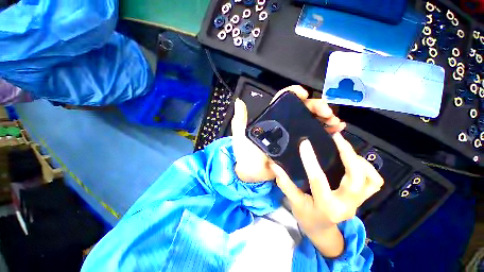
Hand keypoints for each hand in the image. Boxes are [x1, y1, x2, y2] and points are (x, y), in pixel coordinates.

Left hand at [231, 85, 345, 181]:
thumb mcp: (240, 136)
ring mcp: (293, 136)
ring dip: (325, 118)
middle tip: (326, 112)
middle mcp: (284, 125)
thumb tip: (239, 101)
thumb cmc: (245, 154)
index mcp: (272, 119)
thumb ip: (239, 120)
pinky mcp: (299, 148)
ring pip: (312, 121)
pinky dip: (327, 131)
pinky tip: (337, 129)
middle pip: (302, 109)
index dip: (294, 93)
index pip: (284, 100)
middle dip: (316, 106)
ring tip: (334, 121)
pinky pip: (315, 137)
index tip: (303, 93)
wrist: (252, 174)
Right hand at [269, 133, 383, 256]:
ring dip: (359, 160)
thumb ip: (284, 182)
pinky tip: (354, 161)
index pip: (318, 180)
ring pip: (370, 179)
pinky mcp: (362, 200)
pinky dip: (367, 168)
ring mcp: (357, 203)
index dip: (310, 159)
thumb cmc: (306, 216)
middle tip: (336, 138)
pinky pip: (374, 182)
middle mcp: (346, 205)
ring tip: (345, 148)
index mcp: (325, 206)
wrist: (322, 231)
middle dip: (347, 153)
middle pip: (356, 177)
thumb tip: (274, 164)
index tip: (304, 143)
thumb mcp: (293, 202)